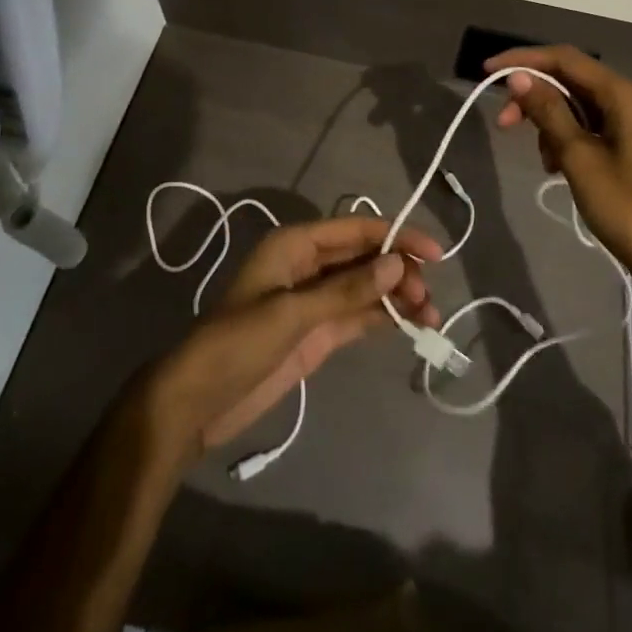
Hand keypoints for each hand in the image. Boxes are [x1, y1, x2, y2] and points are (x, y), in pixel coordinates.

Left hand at [143, 216, 442, 458]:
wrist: (196, 403)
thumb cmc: (237, 344)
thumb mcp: (292, 314)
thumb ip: (347, 290)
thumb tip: (398, 264)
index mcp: (296, 244)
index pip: (356, 229)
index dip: (397, 235)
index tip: (434, 252)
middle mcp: (309, 265)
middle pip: (365, 257)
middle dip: (400, 271)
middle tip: (427, 299)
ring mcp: (314, 300)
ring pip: (366, 287)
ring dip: (397, 297)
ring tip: (431, 317)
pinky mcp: (317, 332)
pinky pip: (358, 316)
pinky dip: (384, 318)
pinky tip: (411, 326)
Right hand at [488, 45, 631, 294]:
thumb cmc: (627, 208)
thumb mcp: (579, 158)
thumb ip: (549, 112)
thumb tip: (519, 78)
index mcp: (625, 95)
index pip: (565, 59)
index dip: (524, 60)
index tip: (488, 71)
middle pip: (573, 80)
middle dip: (535, 96)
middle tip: (504, 123)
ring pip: (581, 105)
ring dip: (551, 120)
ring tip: (542, 158)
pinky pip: (593, 126)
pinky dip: (569, 136)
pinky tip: (557, 166)